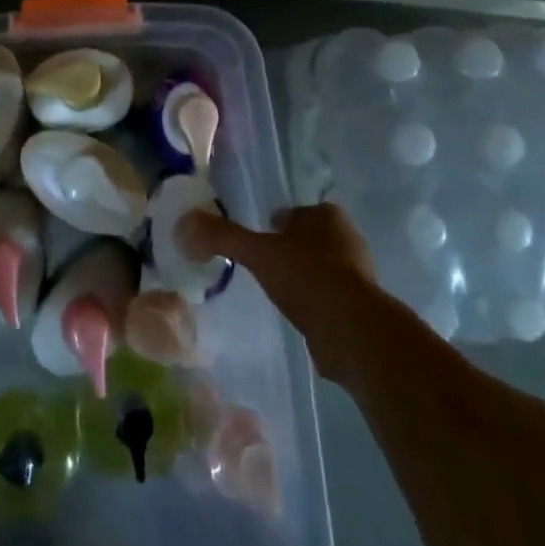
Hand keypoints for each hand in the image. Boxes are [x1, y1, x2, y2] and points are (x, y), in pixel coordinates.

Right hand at [179, 203, 393, 385]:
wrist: (353, 333)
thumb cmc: (308, 277)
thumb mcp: (258, 252)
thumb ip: (223, 236)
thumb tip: (185, 222)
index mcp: (328, 216)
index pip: (296, 212)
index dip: (276, 222)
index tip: (257, 238)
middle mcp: (347, 239)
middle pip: (309, 238)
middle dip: (288, 248)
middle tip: (261, 264)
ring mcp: (358, 275)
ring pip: (320, 267)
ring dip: (301, 276)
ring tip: (274, 290)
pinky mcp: (360, 308)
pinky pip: (328, 297)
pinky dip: (311, 302)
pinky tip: (294, 313)